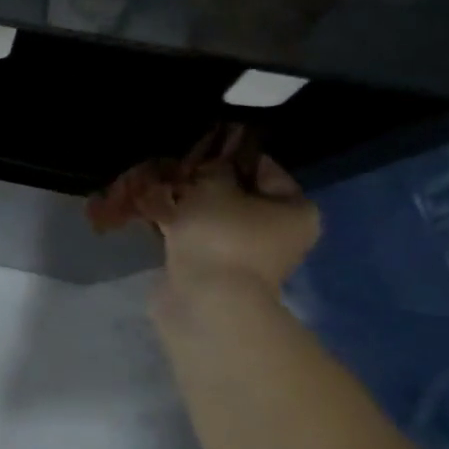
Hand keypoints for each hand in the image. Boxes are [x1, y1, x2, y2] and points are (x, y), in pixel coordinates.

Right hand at [91, 124, 320, 296]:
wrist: (204, 300)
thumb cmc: (222, 236)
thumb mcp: (214, 187)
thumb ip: (212, 168)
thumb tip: (209, 166)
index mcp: (295, 210)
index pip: (263, 168)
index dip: (228, 154)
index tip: (197, 148)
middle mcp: (278, 233)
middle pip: (237, 195)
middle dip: (202, 182)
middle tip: (173, 169)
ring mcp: (245, 255)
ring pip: (212, 217)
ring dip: (187, 204)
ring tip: (157, 188)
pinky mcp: (214, 270)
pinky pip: (196, 238)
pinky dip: (178, 226)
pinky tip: (153, 212)